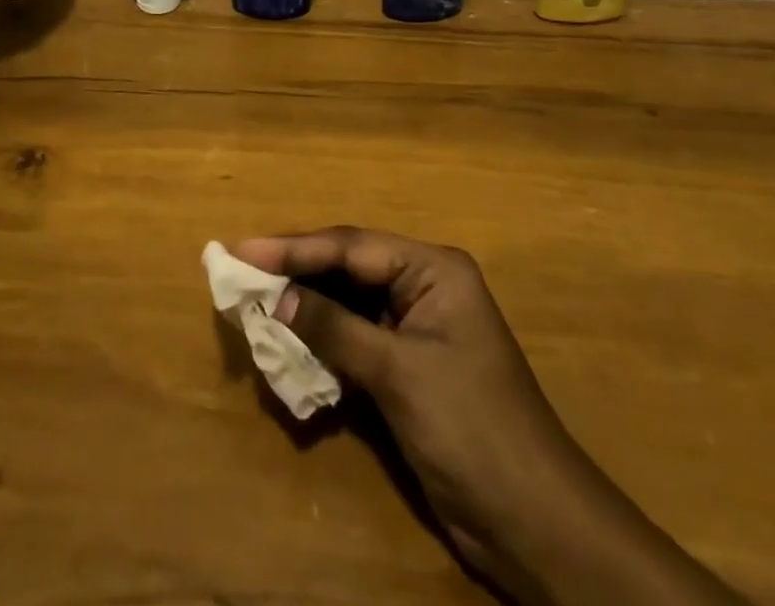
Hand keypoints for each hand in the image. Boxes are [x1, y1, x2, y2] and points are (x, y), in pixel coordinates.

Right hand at [232, 229, 742, 605]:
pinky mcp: (408, 369)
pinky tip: (288, 344)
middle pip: (347, 269)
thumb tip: (276, 296)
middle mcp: (424, 287)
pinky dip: (322, 343)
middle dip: (295, 272)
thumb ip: (334, 329)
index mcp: (433, 269)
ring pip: (347, 304)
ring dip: (304, 307)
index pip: (351, 247)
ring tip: (253, 303)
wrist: (535, 526)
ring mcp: (417, 329)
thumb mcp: (398, 373)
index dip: (294, 248)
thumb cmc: (472, 430)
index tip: (242, 248)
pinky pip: (355, 341)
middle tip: (240, 270)